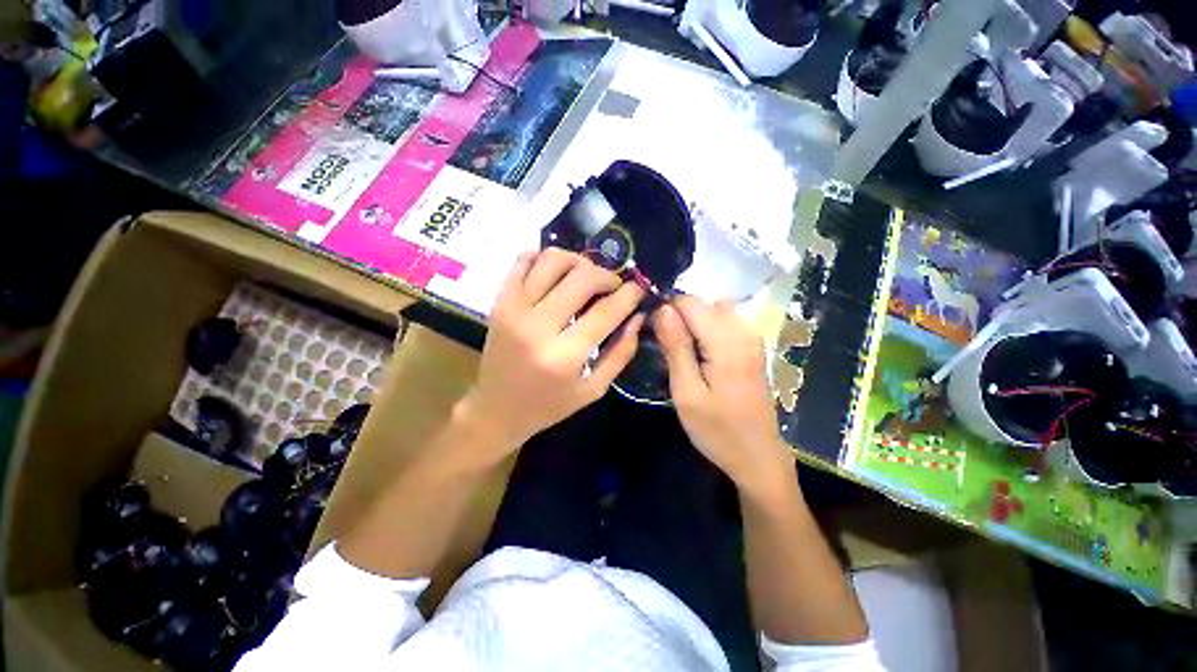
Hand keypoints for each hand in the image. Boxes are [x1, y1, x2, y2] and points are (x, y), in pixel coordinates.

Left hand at [459, 249, 644, 457]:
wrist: (496, 410)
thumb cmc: (549, 405)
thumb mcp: (594, 389)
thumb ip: (621, 353)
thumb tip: (638, 316)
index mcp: (565, 356)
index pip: (606, 311)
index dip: (629, 294)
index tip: (639, 289)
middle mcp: (538, 327)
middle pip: (582, 278)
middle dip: (607, 275)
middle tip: (613, 285)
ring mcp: (514, 310)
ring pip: (552, 260)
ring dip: (578, 261)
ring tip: (586, 276)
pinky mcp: (499, 302)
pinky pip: (522, 262)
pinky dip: (544, 257)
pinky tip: (557, 271)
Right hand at [653, 297, 793, 495]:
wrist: (758, 456)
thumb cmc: (717, 430)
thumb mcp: (686, 392)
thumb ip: (675, 347)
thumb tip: (663, 309)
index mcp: (726, 342)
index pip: (689, 302)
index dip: (666, 310)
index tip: (653, 332)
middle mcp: (744, 331)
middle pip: (703, 303)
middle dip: (679, 316)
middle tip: (665, 347)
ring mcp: (752, 338)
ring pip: (713, 310)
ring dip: (692, 322)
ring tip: (681, 350)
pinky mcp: (753, 347)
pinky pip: (725, 322)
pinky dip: (706, 328)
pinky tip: (700, 354)